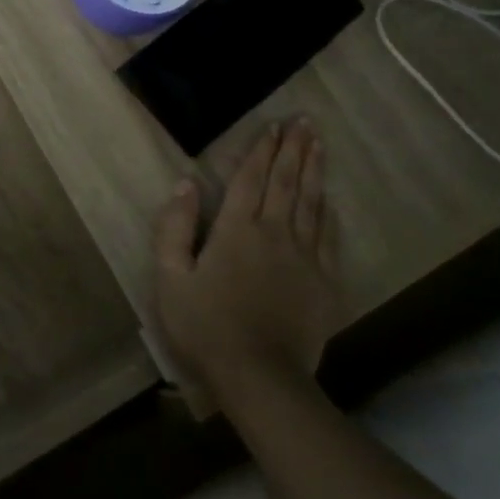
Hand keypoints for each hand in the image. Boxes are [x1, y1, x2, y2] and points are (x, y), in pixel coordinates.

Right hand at [153, 119, 343, 405]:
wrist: (260, 377)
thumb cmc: (205, 325)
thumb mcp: (170, 276)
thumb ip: (174, 227)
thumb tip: (186, 185)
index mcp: (235, 230)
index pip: (250, 179)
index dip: (261, 150)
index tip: (273, 125)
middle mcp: (274, 233)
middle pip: (286, 182)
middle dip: (294, 149)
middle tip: (304, 121)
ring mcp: (304, 258)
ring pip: (311, 203)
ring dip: (314, 170)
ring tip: (319, 144)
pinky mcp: (324, 283)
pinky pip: (328, 237)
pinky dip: (328, 213)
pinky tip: (329, 199)